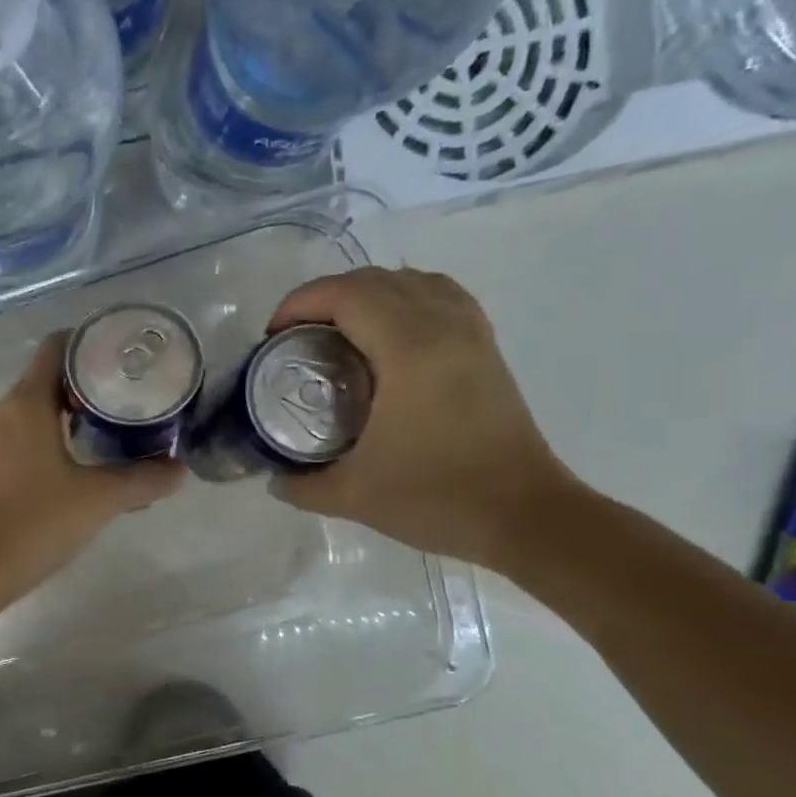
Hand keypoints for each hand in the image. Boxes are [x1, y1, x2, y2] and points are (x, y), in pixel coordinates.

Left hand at [0, 331, 183, 588]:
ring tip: (112, 428)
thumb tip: (179, 470)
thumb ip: (143, 480)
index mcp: (27, 402)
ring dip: (71, 413)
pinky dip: (53, 438)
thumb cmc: (36, 520)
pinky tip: (80, 464)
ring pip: (36, 410)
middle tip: (129, 395)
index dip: (90, 342)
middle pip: (49, 378)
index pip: (56, 347)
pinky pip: (24, 437)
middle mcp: (4, 412)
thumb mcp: (99, 498)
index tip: (123, 355)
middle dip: (89, 382)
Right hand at [267, 266, 579, 570]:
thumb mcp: (352, 496)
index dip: (301, 302)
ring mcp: (471, 334)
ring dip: (367, 294)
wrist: (523, 516)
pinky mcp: (486, 350)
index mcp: (409, 350)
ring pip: (414, 282)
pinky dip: (405, 300)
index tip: (272, 335)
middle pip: (377, 280)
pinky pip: (441, 298)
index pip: (347, 295)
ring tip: (338, 331)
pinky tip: (389, 335)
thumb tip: (275, 478)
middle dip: (326, 297)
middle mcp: (443, 326)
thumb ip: (302, 484)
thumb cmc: (435, 499)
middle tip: (296, 336)